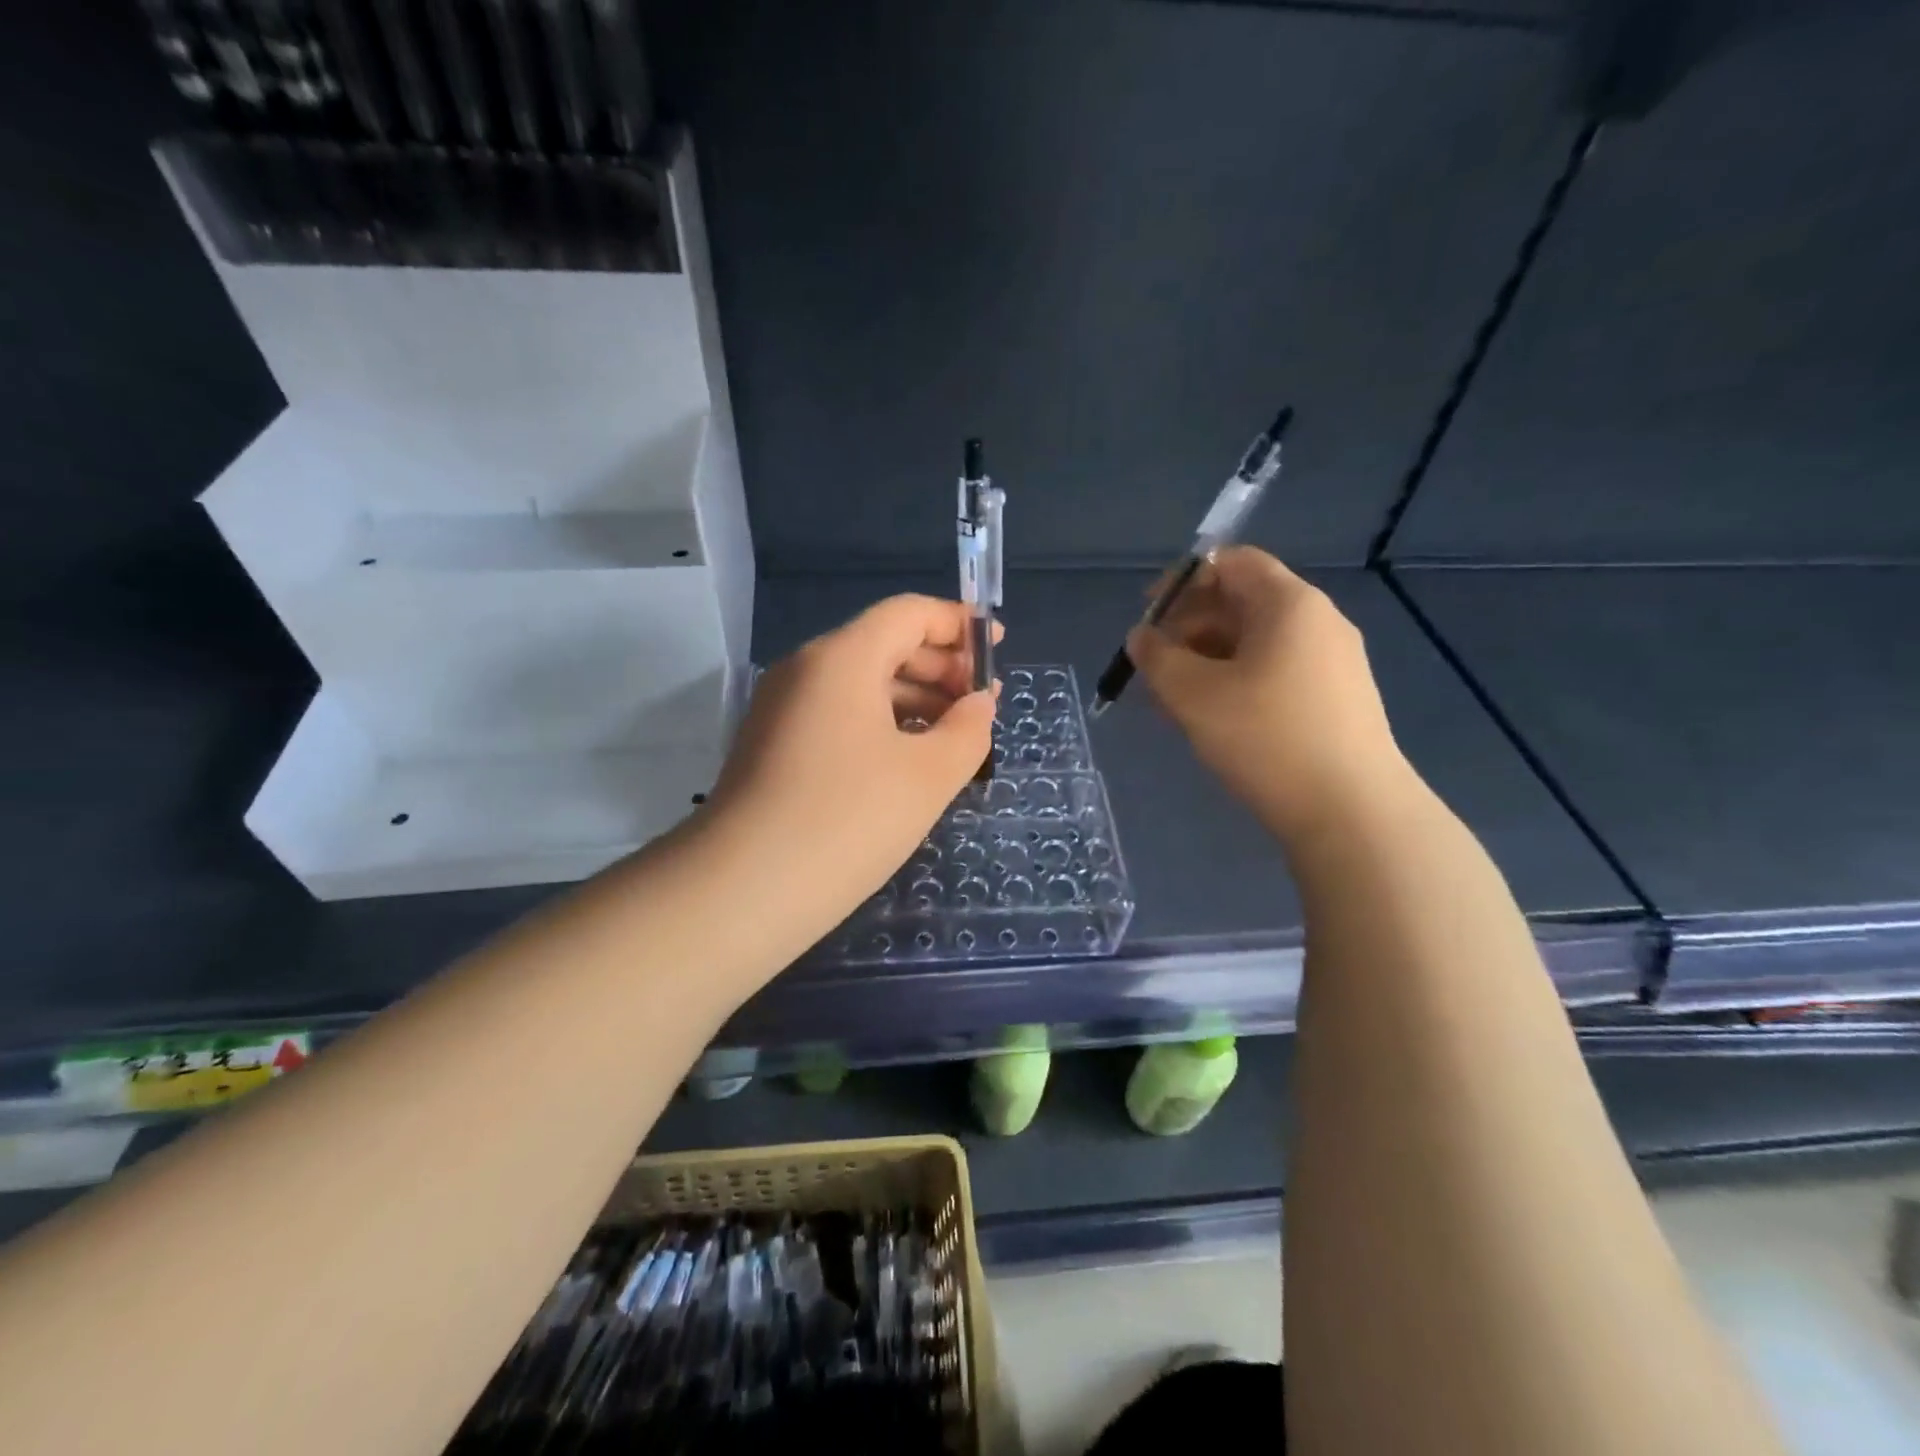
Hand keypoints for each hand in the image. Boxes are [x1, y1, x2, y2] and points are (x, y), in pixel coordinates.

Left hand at [708, 595, 998, 926]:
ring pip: (860, 682)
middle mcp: (806, 669)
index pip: (908, 613)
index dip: (959, 623)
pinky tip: (907, 759)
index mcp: (842, 658)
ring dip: (913, 697)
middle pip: (884, 644)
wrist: (742, 890)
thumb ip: (968, 730)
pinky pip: (838, 713)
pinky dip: (881, 722)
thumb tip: (978, 704)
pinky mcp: (773, 744)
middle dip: (940, 665)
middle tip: (981, 703)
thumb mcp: (928, 776)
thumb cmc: (848, 820)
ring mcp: (783, 707)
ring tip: (954, 734)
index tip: (996, 646)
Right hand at [1126, 546, 1415, 842]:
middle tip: (1155, 668)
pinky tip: (1214, 720)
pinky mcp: (1336, 698)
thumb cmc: (1265, 738)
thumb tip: (1142, 637)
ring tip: (1175, 702)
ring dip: (1207, 660)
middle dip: (1189, 628)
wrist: (1350, 811)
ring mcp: (1332, 661)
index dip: (1183, 581)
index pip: (1232, 562)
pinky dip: (1236, 682)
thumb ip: (1157, 657)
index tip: (1149, 617)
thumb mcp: (1193, 694)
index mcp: (1289, 604)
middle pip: (1242, 602)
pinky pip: (1275, 671)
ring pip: (1255, 643)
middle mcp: (1318, 621)